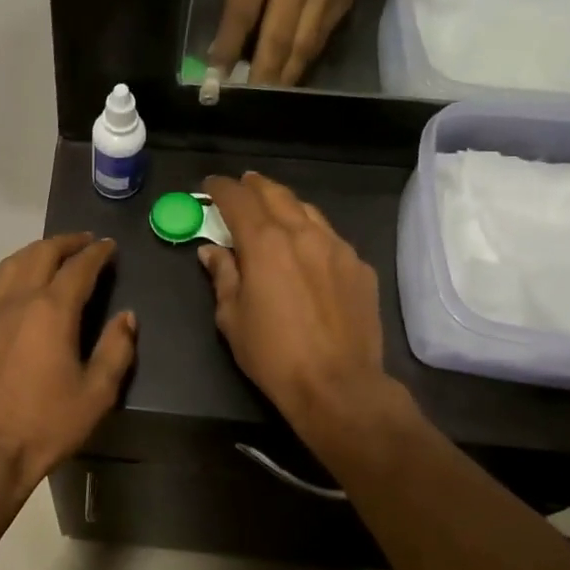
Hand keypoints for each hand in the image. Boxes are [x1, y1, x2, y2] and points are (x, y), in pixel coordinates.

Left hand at [0, 232, 136, 497]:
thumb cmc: (47, 425)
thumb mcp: (97, 394)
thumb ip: (116, 349)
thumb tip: (127, 316)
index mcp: (53, 312)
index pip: (80, 269)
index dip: (97, 254)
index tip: (109, 247)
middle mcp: (18, 301)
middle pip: (43, 256)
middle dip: (67, 244)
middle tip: (83, 243)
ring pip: (9, 266)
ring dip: (32, 251)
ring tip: (48, 249)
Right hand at [197, 173, 388, 427]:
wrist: (338, 385)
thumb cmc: (273, 354)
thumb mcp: (232, 317)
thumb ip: (223, 276)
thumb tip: (212, 251)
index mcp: (265, 243)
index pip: (238, 200)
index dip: (220, 188)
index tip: (210, 186)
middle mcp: (303, 233)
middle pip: (276, 194)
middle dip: (255, 186)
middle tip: (242, 185)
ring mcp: (337, 248)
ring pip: (308, 211)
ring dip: (285, 205)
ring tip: (273, 209)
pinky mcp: (360, 267)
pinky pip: (331, 238)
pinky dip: (312, 233)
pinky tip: (307, 248)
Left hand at [210, 0, 360, 87]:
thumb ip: (235, 5)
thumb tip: (223, 55)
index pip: (244, 10)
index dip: (230, 47)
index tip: (217, 78)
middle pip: (280, 33)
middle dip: (263, 72)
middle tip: (248, 99)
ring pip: (304, 44)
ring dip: (284, 76)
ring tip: (268, 98)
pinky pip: (320, 40)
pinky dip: (302, 62)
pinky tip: (288, 78)